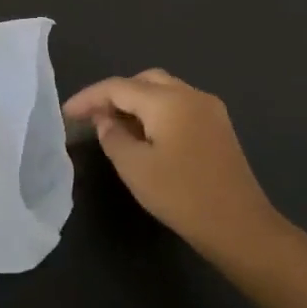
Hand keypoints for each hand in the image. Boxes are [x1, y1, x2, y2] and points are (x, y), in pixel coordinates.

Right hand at [63, 69, 286, 261]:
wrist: (240, 226)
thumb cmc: (182, 196)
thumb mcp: (135, 168)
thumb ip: (113, 136)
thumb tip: (106, 119)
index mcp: (168, 100)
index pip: (119, 87)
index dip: (89, 97)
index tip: (67, 113)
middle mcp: (190, 94)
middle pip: (144, 80)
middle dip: (115, 94)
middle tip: (93, 117)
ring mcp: (209, 108)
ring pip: (164, 90)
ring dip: (137, 102)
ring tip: (115, 125)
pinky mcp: (218, 126)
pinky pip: (179, 105)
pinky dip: (157, 111)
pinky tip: (145, 134)